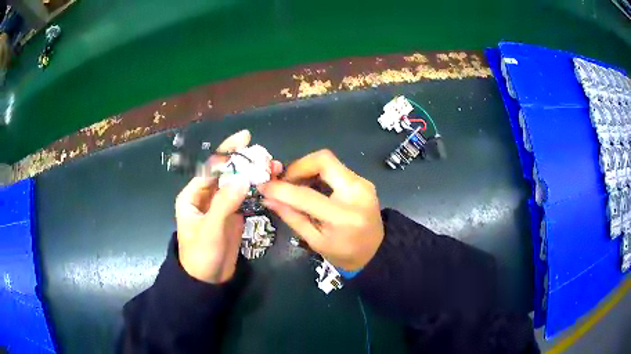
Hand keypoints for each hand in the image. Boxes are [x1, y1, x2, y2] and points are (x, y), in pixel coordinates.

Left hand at [175, 130, 281, 282]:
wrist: (208, 281)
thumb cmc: (201, 255)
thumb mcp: (210, 230)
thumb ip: (224, 204)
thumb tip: (242, 178)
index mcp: (193, 195)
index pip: (210, 167)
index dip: (227, 152)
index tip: (245, 138)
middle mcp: (206, 196)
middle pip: (226, 172)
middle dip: (244, 161)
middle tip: (266, 155)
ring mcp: (221, 205)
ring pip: (237, 183)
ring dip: (253, 174)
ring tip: (273, 167)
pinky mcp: (233, 215)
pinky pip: (244, 197)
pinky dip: (256, 189)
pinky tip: (270, 183)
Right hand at [259, 150, 383, 270]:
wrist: (376, 251)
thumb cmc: (344, 253)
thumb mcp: (315, 241)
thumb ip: (292, 217)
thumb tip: (268, 198)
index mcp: (343, 217)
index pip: (306, 195)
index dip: (281, 189)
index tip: (264, 186)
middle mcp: (357, 193)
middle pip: (323, 160)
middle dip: (298, 167)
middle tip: (285, 182)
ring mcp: (363, 183)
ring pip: (328, 161)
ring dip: (306, 169)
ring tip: (295, 186)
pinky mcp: (363, 180)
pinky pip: (335, 168)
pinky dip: (318, 174)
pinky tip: (311, 188)